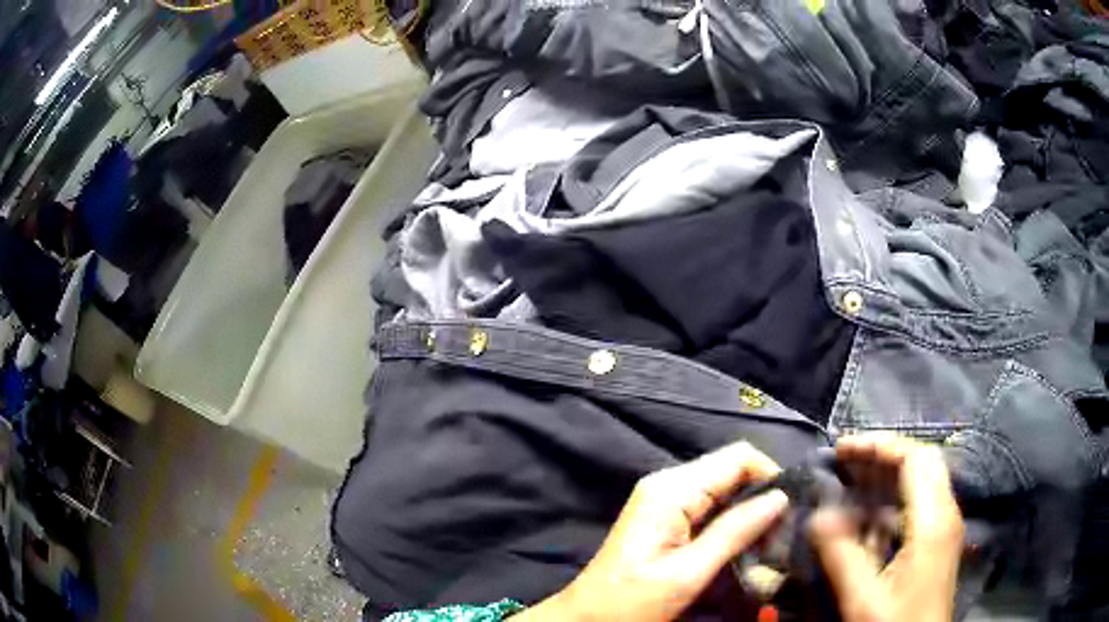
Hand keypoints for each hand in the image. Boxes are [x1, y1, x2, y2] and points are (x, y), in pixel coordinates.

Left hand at [518, 441, 788, 621]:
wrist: (586, 618)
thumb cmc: (631, 601)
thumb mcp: (687, 573)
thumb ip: (734, 532)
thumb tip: (780, 497)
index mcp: (672, 489)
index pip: (739, 457)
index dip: (770, 476)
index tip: (789, 512)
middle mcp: (669, 484)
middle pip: (733, 470)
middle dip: (762, 497)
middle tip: (781, 535)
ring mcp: (665, 500)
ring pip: (725, 489)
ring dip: (750, 513)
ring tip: (768, 545)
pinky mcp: (666, 518)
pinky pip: (710, 507)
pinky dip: (732, 523)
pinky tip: (743, 547)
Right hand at [808, 434, 963, 621]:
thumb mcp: (864, 599)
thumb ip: (843, 556)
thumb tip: (818, 514)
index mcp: (933, 521)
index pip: (915, 459)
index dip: (878, 446)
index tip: (841, 450)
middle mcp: (945, 513)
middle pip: (921, 462)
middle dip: (882, 454)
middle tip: (844, 460)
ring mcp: (944, 526)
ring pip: (921, 480)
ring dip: (886, 475)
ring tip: (849, 480)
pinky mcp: (937, 540)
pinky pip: (918, 504)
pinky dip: (891, 499)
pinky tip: (866, 517)